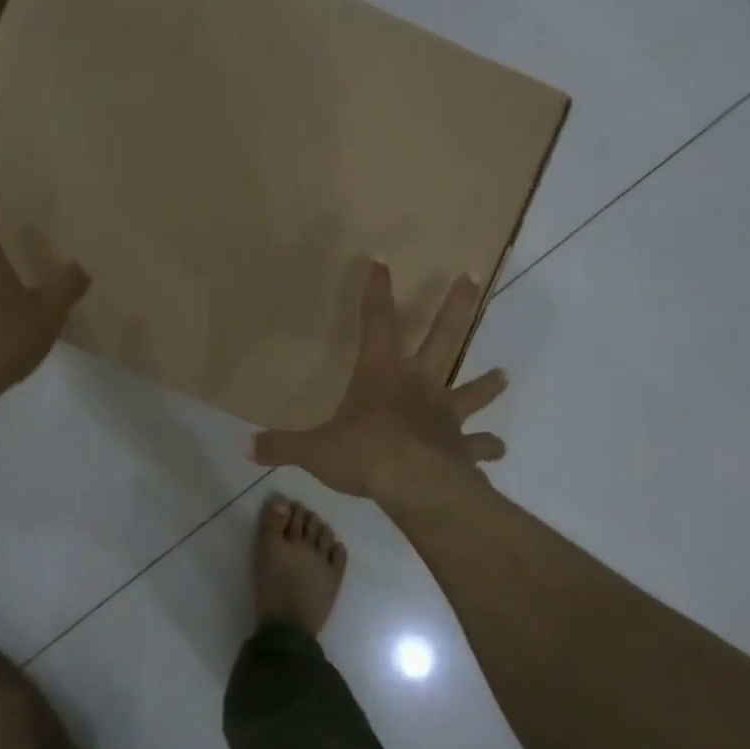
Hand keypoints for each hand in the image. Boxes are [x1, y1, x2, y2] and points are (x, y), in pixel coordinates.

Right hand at [252, 261, 507, 501]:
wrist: (416, 486)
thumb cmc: (364, 455)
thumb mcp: (313, 451)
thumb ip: (280, 447)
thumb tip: (245, 447)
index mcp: (381, 374)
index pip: (376, 322)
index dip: (376, 292)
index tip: (382, 261)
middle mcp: (419, 385)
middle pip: (443, 336)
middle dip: (456, 305)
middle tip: (472, 277)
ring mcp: (447, 415)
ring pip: (473, 391)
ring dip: (488, 384)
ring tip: (504, 375)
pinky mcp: (463, 447)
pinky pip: (480, 447)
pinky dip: (489, 448)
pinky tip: (498, 451)